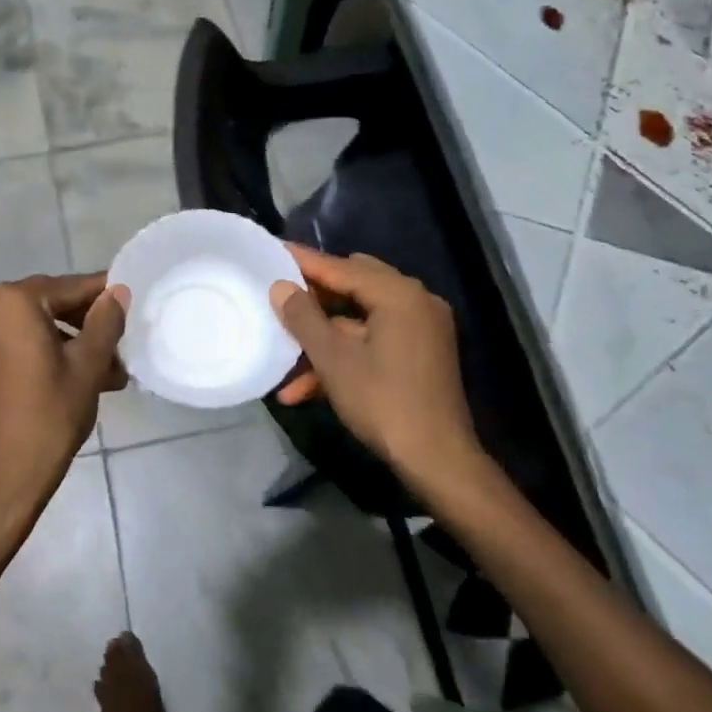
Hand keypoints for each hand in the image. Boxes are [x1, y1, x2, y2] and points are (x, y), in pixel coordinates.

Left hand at [0, 273, 127, 555]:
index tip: (130, 302)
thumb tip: (117, 292)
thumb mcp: (88, 367)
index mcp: (12, 302)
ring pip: (32, 328)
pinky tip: (74, 379)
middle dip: (86, 325)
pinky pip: (13, 346)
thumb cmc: (48, 418)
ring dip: (68, 344)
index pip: (69, 287)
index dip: (103, 295)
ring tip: (106, 375)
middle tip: (120, 349)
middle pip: (48, 305)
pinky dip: (42, 355)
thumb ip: (105, 322)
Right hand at [269, 246, 481, 487]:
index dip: (305, 262)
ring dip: (323, 339)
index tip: (274, 251)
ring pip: (359, 321)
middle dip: (313, 299)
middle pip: (353, 287)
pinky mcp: (419, 355)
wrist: (437, 460)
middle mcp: (415, 303)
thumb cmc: (383, 401)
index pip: (342, 267)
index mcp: (399, 294)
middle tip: (279, 296)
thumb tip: (281, 287)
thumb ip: (303, 317)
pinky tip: (306, 389)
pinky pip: (373, 342)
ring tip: (284, 360)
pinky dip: (344, 356)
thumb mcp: (333, 359)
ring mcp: (420, 330)